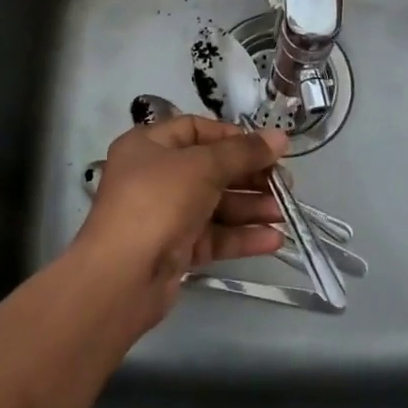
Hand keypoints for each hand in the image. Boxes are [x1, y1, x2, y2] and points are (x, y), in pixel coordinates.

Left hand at [75, 116, 287, 325]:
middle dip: (249, 176)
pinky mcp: (175, 250)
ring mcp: (164, 215)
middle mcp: (154, 176)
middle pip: (210, 168)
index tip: (266, 148)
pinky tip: (274, 239)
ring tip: (285, 213)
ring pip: (215, 204)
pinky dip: (241, 236)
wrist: (121, 278)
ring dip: (251, 207)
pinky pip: (213, 236)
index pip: (195, 130)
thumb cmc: (157, 203)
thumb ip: (243, 152)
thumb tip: (280, 137)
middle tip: (285, 184)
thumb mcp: (202, 167)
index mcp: (148, 146)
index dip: (232, 137)